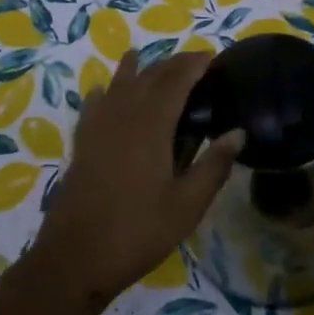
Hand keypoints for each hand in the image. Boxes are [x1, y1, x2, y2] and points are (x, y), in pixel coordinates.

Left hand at [31, 50, 244, 307]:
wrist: (75, 258)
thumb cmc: (138, 232)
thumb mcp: (187, 205)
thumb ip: (213, 166)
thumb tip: (238, 132)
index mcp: (151, 125)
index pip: (175, 81)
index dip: (193, 64)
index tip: (212, 56)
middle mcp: (122, 116)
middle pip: (148, 77)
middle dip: (171, 64)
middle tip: (193, 62)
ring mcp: (97, 128)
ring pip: (117, 85)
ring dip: (134, 69)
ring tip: (143, 57)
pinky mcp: (82, 144)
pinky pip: (92, 106)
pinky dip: (102, 92)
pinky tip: (102, 91)